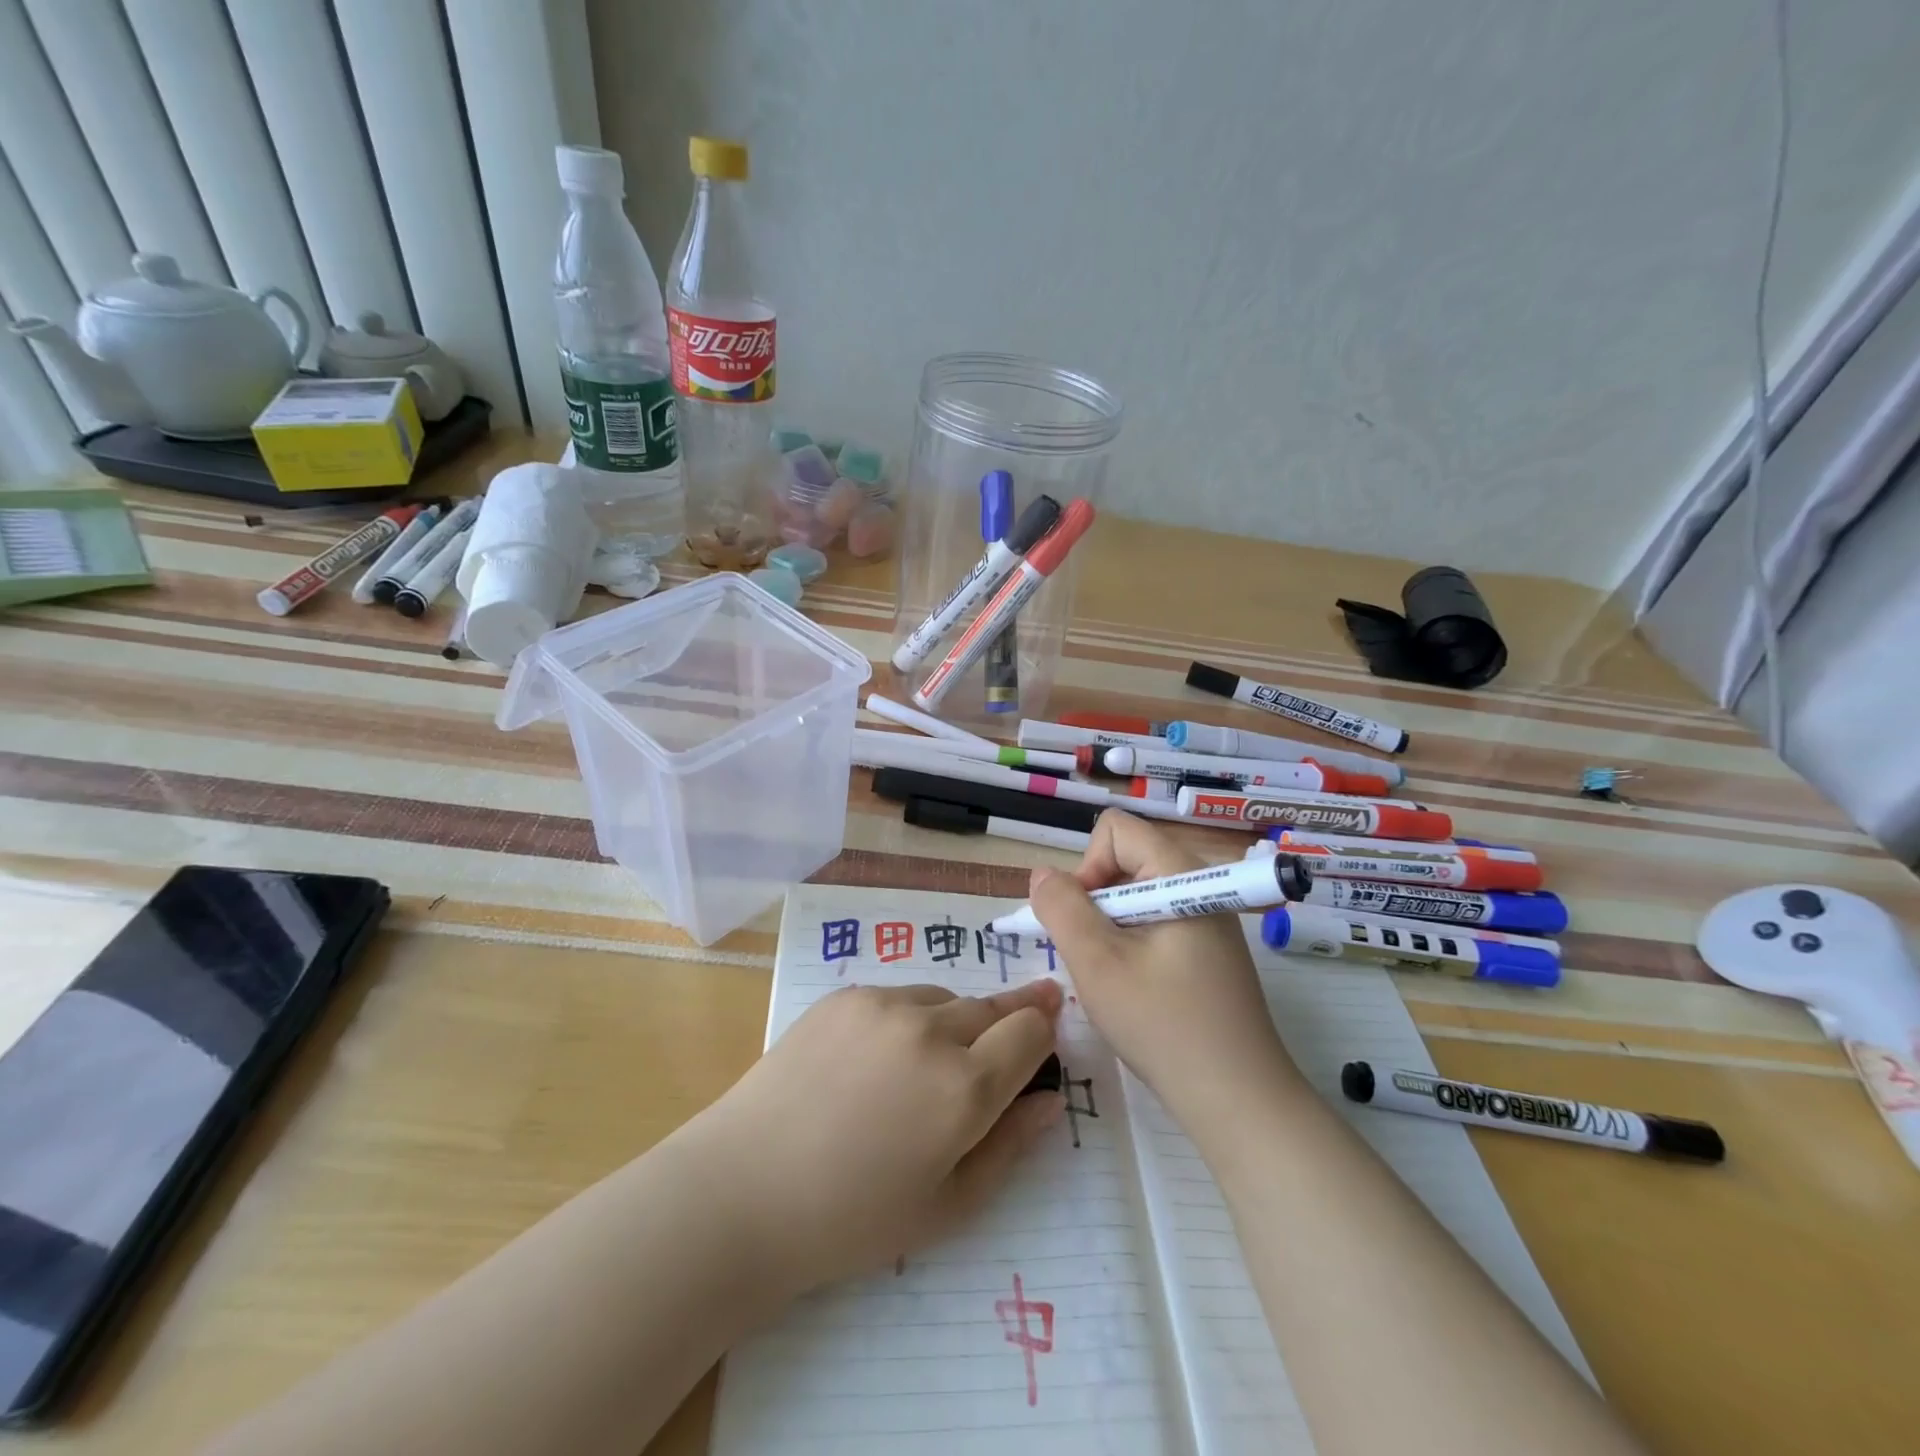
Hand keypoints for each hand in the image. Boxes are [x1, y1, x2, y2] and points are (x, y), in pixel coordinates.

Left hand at [695, 981, 1063, 1293]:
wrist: (743, 1191)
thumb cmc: (851, 1219)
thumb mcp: (946, 1206)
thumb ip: (1008, 1147)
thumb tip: (1049, 1101)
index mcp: (964, 1088)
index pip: (1030, 1031)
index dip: (1044, 1030)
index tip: (1048, 1030)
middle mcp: (931, 1030)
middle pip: (992, 1007)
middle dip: (1009, 1019)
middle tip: (1014, 1028)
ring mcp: (883, 1005)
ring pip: (944, 999)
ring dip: (953, 1022)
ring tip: (927, 1063)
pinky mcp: (845, 995)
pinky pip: (897, 997)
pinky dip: (906, 1019)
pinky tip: (877, 1059)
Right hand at [1030, 811, 1305, 1126]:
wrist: (1240, 1102)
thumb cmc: (1164, 1026)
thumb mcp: (1098, 963)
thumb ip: (1062, 909)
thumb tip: (1042, 875)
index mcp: (1180, 875)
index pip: (1116, 830)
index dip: (1087, 866)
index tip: (1085, 921)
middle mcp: (1198, 885)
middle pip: (1125, 860)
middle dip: (1094, 901)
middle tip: (1094, 956)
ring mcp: (1207, 919)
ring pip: (1135, 896)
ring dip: (1109, 928)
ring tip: (1113, 978)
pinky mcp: (1208, 950)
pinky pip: (1154, 923)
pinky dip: (1131, 945)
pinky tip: (1135, 990)